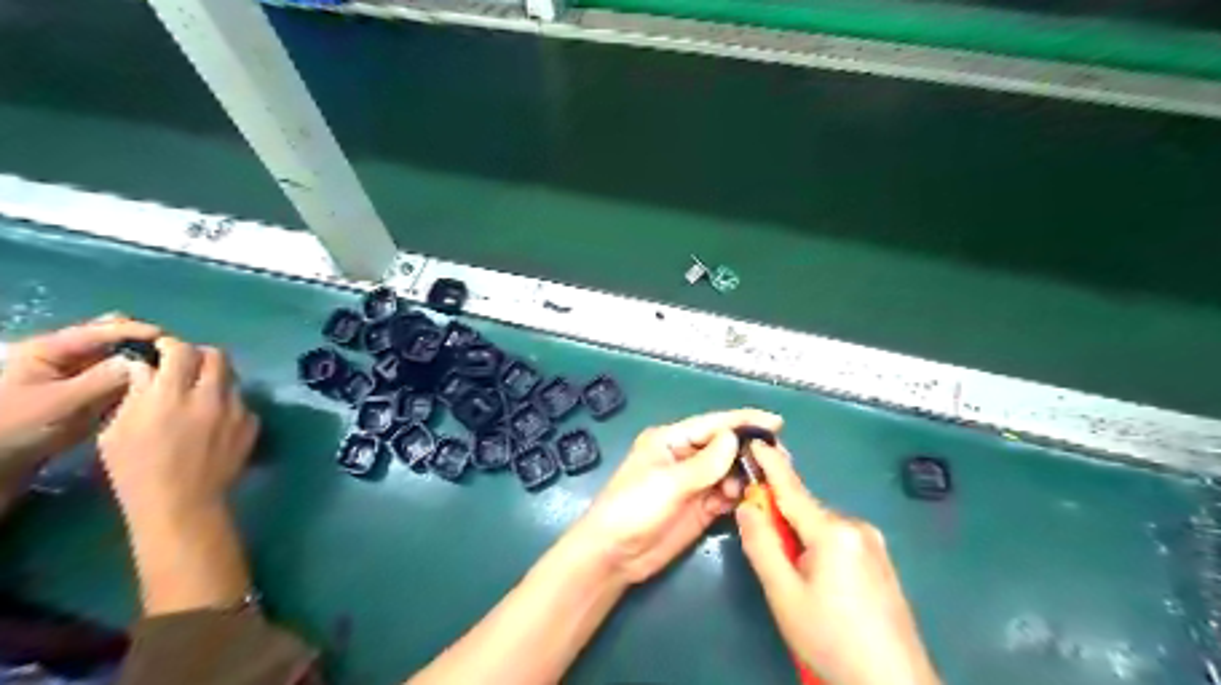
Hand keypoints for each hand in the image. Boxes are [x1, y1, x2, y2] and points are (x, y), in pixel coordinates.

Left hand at [0, 312, 157, 473]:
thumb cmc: (16, 428)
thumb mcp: (61, 403)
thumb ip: (105, 379)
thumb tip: (147, 362)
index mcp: (51, 349)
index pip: (104, 329)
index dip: (139, 332)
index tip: (172, 343)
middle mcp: (68, 356)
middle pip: (115, 338)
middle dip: (145, 344)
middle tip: (175, 357)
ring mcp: (79, 375)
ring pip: (122, 359)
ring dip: (145, 363)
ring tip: (173, 371)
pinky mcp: (89, 393)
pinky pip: (122, 379)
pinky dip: (140, 379)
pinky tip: (158, 386)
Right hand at [99, 338, 259, 522]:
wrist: (183, 503)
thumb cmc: (137, 470)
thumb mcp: (116, 431)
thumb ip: (136, 393)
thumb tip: (145, 367)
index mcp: (172, 395)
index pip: (181, 350)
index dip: (170, 345)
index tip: (162, 350)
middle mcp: (211, 396)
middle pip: (217, 356)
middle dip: (199, 355)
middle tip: (185, 367)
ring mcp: (238, 410)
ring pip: (233, 378)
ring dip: (216, 378)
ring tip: (200, 393)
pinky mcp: (252, 424)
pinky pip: (243, 402)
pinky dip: (229, 402)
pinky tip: (216, 418)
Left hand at [564, 409, 780, 584]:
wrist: (613, 555)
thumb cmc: (632, 508)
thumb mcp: (668, 483)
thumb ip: (704, 463)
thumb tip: (734, 437)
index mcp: (671, 440)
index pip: (713, 425)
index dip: (744, 421)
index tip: (776, 422)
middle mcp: (685, 457)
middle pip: (724, 447)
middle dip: (750, 449)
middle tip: (781, 458)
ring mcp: (694, 483)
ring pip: (729, 471)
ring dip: (748, 474)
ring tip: (773, 480)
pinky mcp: (700, 508)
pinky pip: (727, 495)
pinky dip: (741, 495)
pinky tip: (756, 497)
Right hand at [727, 441, 936, 684]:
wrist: (893, 684)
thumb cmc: (831, 638)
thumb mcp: (784, 594)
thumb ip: (761, 544)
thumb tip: (747, 506)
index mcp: (833, 531)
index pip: (791, 488)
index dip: (770, 464)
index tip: (755, 439)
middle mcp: (856, 526)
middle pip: (805, 511)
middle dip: (781, 519)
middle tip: (765, 549)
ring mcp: (873, 543)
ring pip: (821, 528)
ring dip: (800, 539)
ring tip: (794, 580)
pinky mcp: (881, 560)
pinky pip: (838, 541)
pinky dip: (818, 548)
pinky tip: (819, 584)